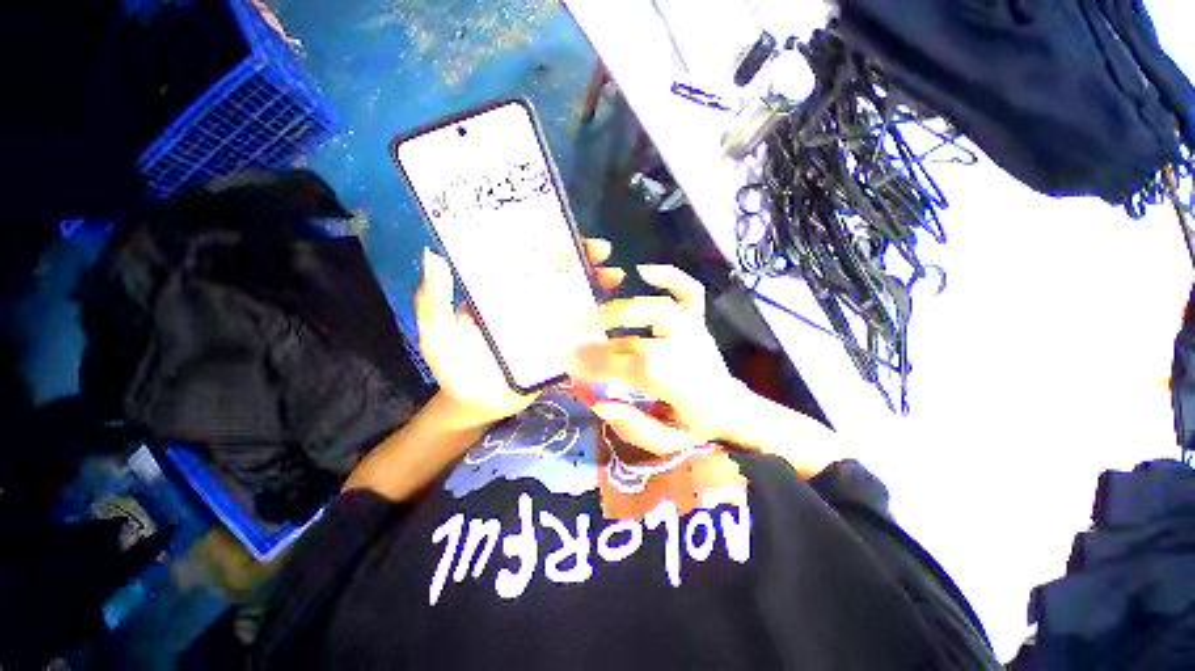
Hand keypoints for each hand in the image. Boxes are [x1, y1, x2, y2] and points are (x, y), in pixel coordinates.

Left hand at [415, 238, 624, 425]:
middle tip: (603, 252)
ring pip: (577, 297)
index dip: (549, 241)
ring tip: (615, 277)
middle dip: (584, 258)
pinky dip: (599, 319)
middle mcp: (530, 301)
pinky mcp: (562, 347)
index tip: (568, 232)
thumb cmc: (455, 369)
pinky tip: (613, 312)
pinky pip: (584, 329)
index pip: (529, 257)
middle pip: (560, 273)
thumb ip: (434, 301)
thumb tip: (433, 255)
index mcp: (503, 291)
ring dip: (598, 284)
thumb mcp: (438, 334)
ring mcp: (550, 324)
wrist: (478, 407)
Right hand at [567, 265, 746, 453]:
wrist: (731, 406)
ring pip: (658, 310)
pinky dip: (669, 277)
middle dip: (599, 343)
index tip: (568, 362)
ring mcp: (694, 330)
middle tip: (573, 341)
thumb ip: (634, 427)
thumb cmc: (695, 424)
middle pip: (637, 342)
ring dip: (622, 311)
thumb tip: (600, 405)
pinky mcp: (698, 320)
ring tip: (596, 316)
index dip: (595, 365)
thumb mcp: (666, 442)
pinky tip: (643, 271)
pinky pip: (689, 291)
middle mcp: (686, 352)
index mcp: (678, 386)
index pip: (628, 370)